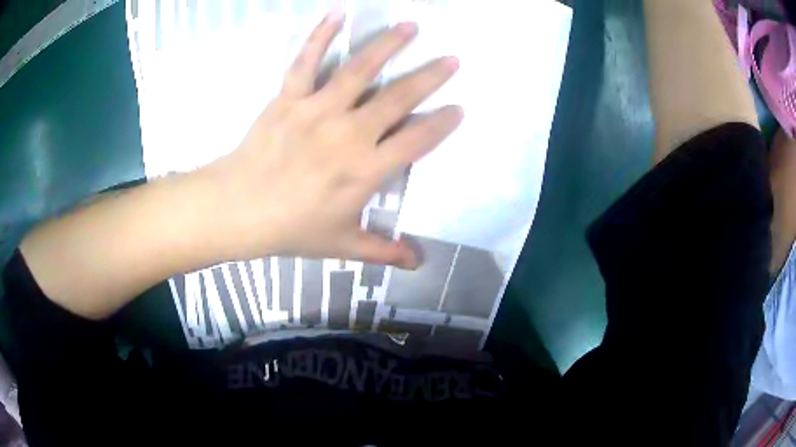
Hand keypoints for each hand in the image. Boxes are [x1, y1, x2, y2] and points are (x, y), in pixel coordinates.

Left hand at [203, 11, 462, 267]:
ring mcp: (317, 110)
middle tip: (452, 58)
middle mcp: (349, 133)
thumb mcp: (341, 245)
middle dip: (430, 76)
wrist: (237, 210)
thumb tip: (418, 263)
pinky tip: (338, 14)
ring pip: (359, 69)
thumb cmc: (290, 229)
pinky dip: (320, 35)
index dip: (442, 124)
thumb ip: (383, 251)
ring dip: (388, 45)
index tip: (459, 108)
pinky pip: (306, 61)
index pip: (417, 140)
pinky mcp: (289, 97)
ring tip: (411, 25)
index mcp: (366, 170)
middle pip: (398, 98)